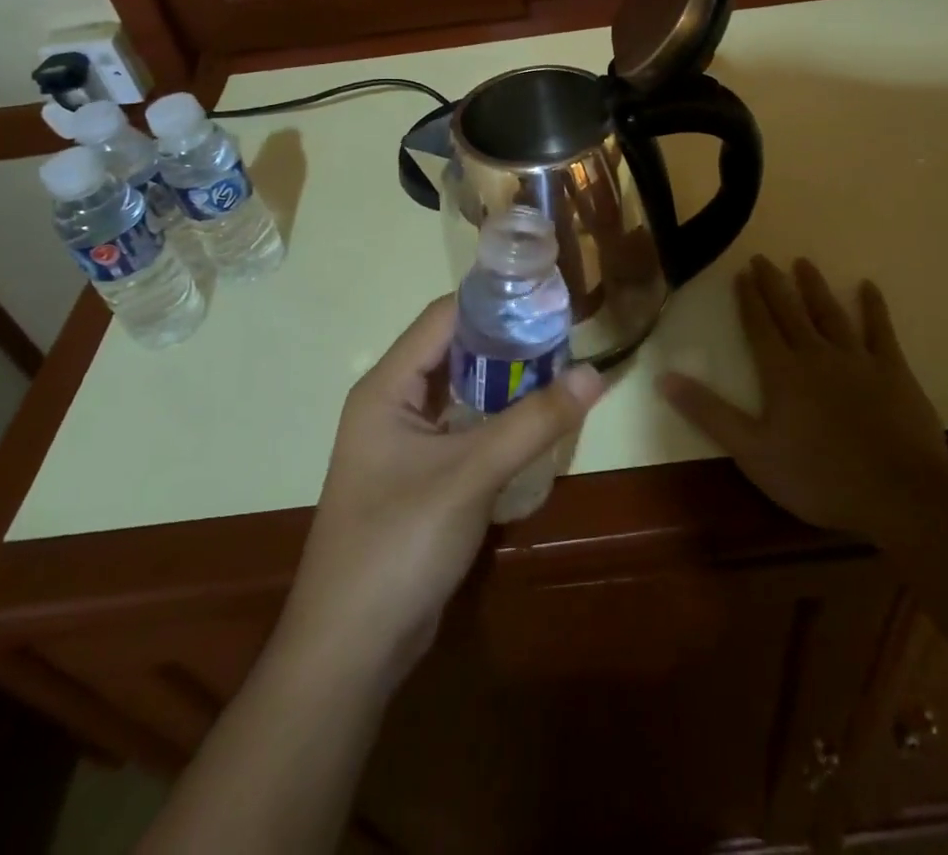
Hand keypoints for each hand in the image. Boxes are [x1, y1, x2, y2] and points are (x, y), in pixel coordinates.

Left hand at [283, 297, 604, 686]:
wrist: (351, 650)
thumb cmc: (400, 543)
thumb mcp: (472, 475)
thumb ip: (534, 421)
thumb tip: (596, 372)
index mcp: (387, 387)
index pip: (443, 318)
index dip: (493, 302)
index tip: (546, 297)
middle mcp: (391, 403)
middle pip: (454, 351)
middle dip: (506, 341)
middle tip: (564, 334)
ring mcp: (404, 443)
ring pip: (460, 392)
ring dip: (504, 381)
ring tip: (560, 367)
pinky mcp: (420, 476)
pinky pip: (463, 428)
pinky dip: (496, 418)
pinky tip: (536, 419)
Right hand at [660, 256, 947, 539]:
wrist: (897, 494)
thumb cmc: (817, 477)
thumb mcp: (752, 451)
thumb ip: (708, 412)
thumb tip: (663, 377)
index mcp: (781, 372)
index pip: (759, 326)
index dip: (748, 299)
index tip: (741, 273)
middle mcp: (816, 355)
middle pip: (790, 311)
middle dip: (774, 284)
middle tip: (763, 258)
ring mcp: (857, 360)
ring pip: (830, 314)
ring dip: (815, 288)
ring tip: (803, 263)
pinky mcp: (893, 371)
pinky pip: (880, 330)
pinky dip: (873, 307)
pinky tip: (868, 287)